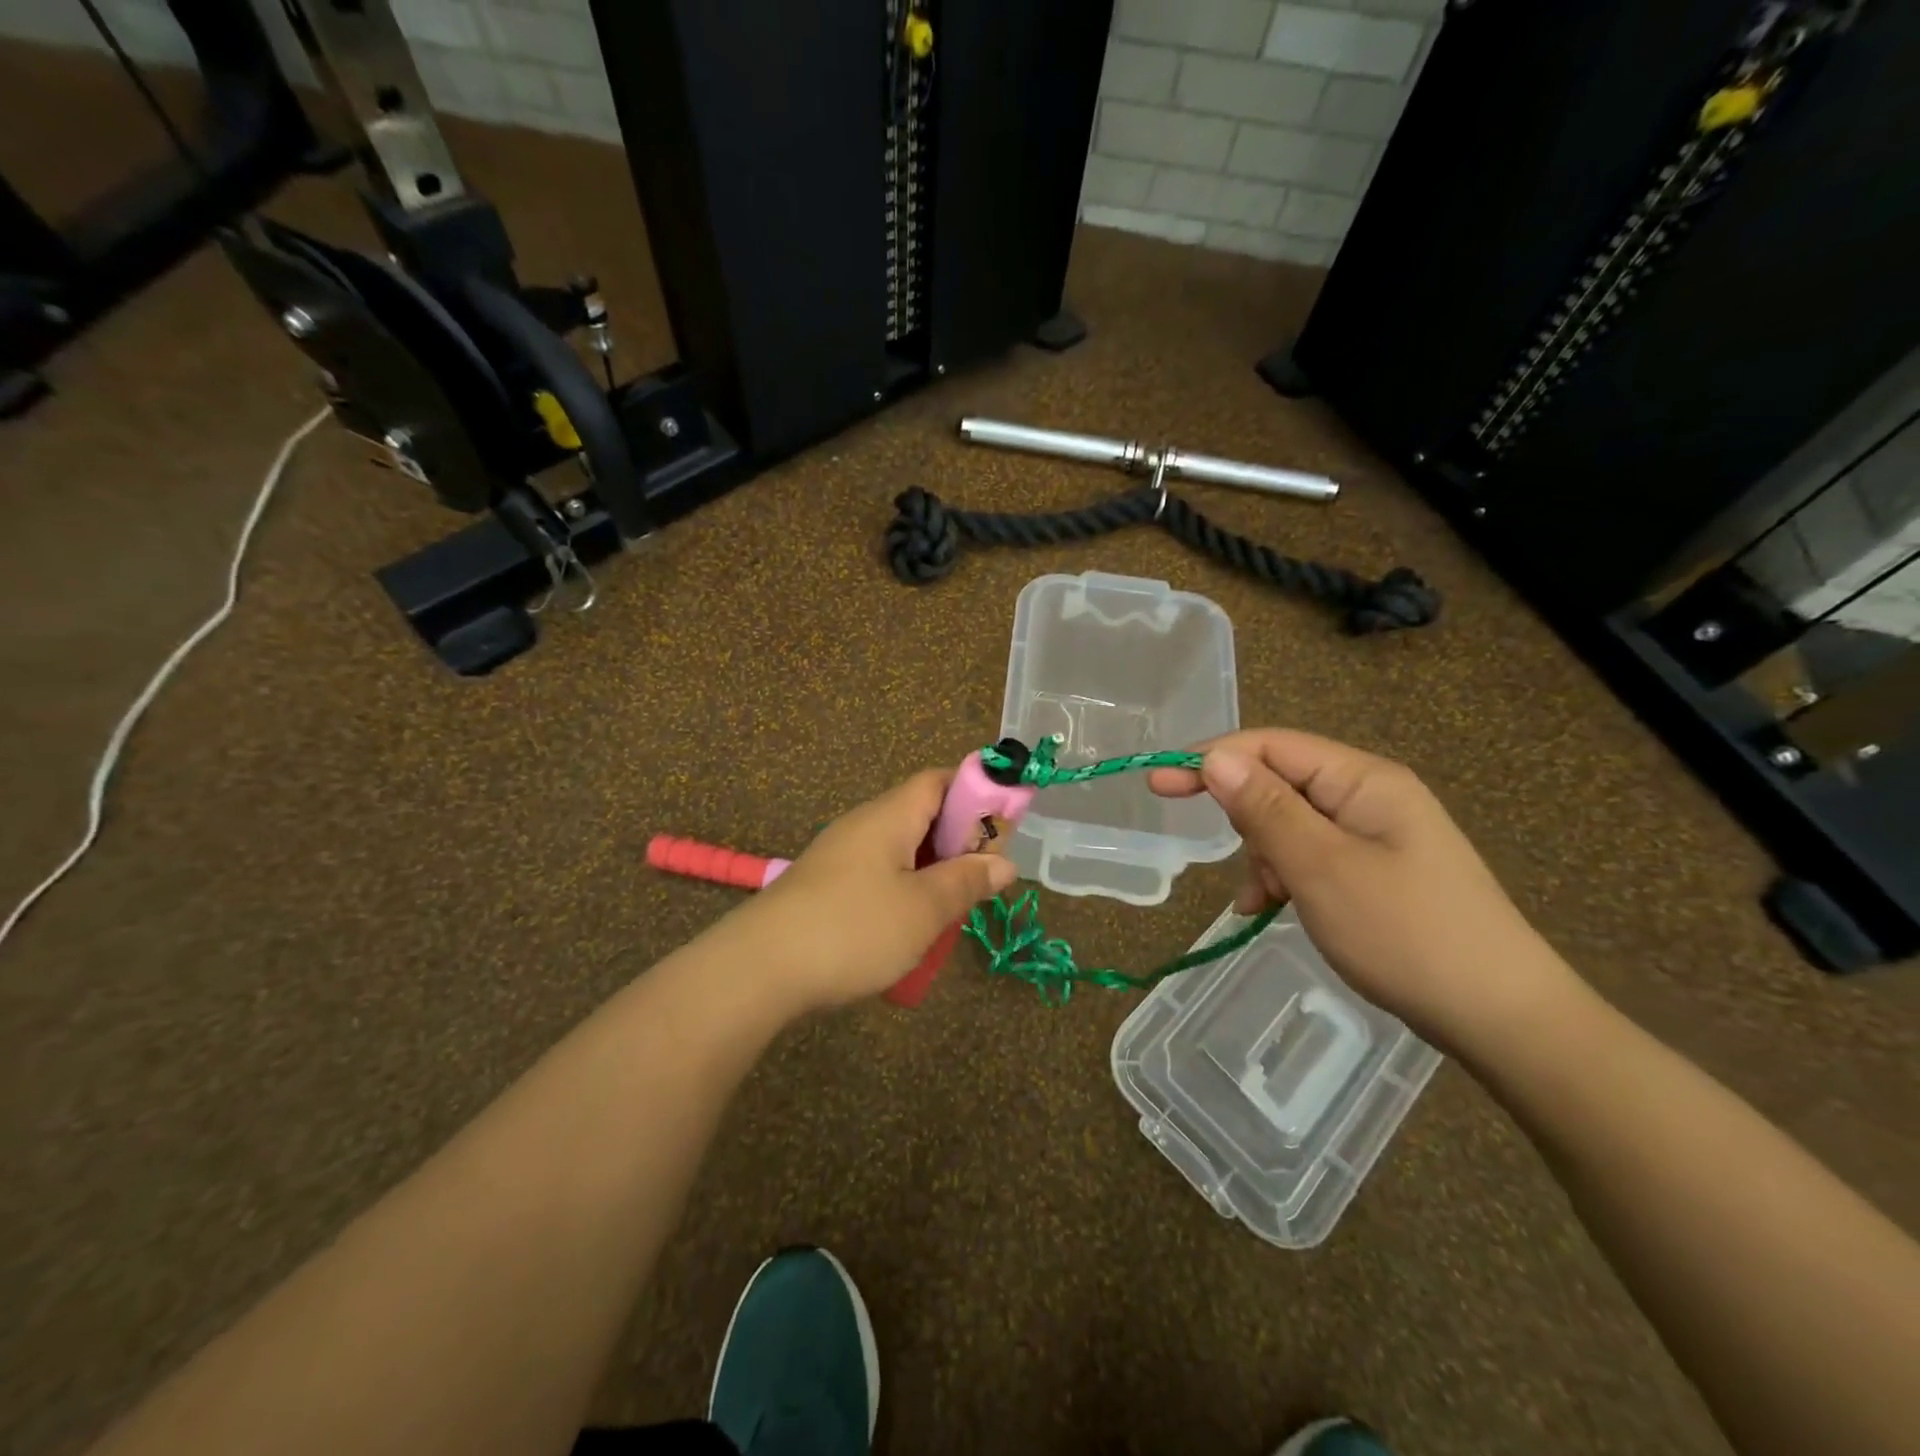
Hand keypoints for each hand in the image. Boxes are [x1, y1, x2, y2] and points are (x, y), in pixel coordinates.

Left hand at [718, 769, 1015, 1016]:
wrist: (759, 969)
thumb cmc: (853, 929)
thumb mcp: (924, 909)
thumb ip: (966, 881)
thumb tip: (1004, 863)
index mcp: (889, 816)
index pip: (938, 780)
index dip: (975, 792)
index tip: (1003, 827)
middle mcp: (863, 826)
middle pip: (922, 815)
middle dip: (958, 844)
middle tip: (980, 881)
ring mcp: (840, 857)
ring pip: (901, 851)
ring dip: (932, 875)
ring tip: (949, 912)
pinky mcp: (825, 888)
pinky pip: (878, 876)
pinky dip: (903, 894)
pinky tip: (908, 932)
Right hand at [1149, 729, 1580, 1056]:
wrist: (1501, 1018)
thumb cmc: (1406, 933)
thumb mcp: (1321, 868)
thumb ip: (1265, 809)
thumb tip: (1214, 758)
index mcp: (1363, 780)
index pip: (1271, 746)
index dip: (1211, 760)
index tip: (1159, 786)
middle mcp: (1369, 797)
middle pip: (1280, 783)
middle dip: (1246, 818)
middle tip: (1229, 857)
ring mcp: (1376, 836)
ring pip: (1290, 825)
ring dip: (1265, 856)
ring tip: (1267, 899)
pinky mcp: (1375, 872)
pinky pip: (1310, 857)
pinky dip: (1283, 878)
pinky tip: (1268, 909)